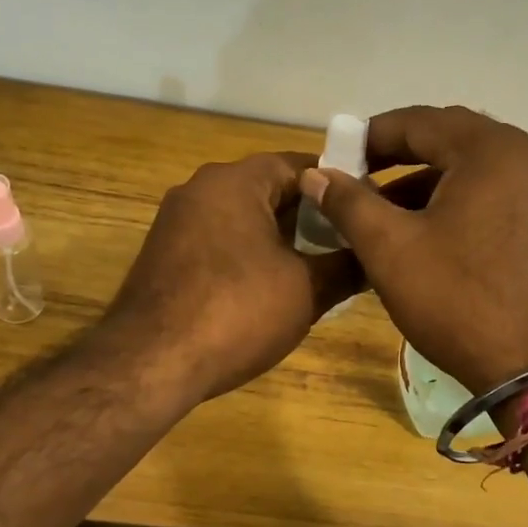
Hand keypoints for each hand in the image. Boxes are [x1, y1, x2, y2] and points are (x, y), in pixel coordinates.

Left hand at [106, 152, 360, 402]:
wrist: (150, 362)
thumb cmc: (236, 312)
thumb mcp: (306, 290)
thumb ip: (347, 266)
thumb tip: (377, 257)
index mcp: (235, 181)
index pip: (298, 164)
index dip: (338, 185)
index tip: (366, 209)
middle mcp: (200, 189)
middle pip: (268, 189)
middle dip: (309, 215)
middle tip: (348, 242)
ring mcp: (175, 222)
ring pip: (241, 217)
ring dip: (278, 238)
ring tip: (316, 267)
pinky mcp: (163, 255)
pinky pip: (217, 242)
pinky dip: (246, 255)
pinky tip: (269, 287)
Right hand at [300, 106, 527, 392]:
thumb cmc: (459, 301)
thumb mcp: (391, 250)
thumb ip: (349, 204)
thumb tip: (316, 174)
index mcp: (490, 150)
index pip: (418, 121)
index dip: (370, 136)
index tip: (338, 159)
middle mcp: (527, 156)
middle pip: (451, 139)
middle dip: (400, 155)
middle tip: (361, 179)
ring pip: (475, 169)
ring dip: (429, 182)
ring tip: (389, 213)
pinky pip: (498, 194)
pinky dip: (460, 202)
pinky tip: (434, 234)